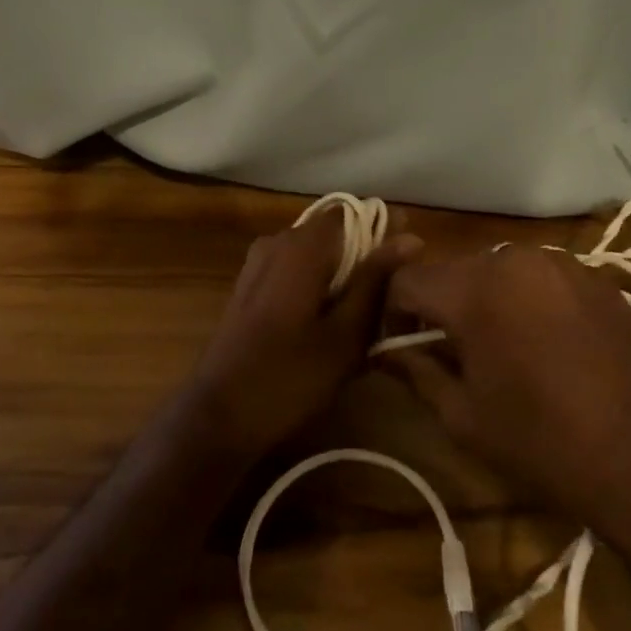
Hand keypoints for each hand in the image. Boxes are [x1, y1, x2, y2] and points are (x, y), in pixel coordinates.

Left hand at [191, 214, 421, 459]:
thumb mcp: (346, 334)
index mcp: (302, 246)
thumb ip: (376, 281)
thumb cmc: (290, 377)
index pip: (353, 214)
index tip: (409, 263)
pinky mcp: (250, 287)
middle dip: (365, 260)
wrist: (219, 415)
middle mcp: (277, 242)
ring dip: (342, 277)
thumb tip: (411, 237)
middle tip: (391, 301)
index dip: (384, 232)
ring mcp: (258, 264)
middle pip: (334, 234)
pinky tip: (331, 327)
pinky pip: (294, 272)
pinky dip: (318, 288)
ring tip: (366, 320)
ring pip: (315, 256)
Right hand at [382, 246, 630, 536]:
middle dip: (441, 305)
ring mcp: (562, 264)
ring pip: (498, 271)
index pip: (407, 279)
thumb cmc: (543, 443)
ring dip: (486, 300)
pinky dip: (528, 302)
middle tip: (449, 352)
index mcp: (475, 289)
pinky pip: (541, 279)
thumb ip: (417, 371)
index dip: (392, 311)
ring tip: (502, 348)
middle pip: (454, 271)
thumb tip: (389, 351)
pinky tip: (548, 346)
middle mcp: (515, 259)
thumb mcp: (463, 416)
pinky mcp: (597, 279)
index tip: (401, 345)